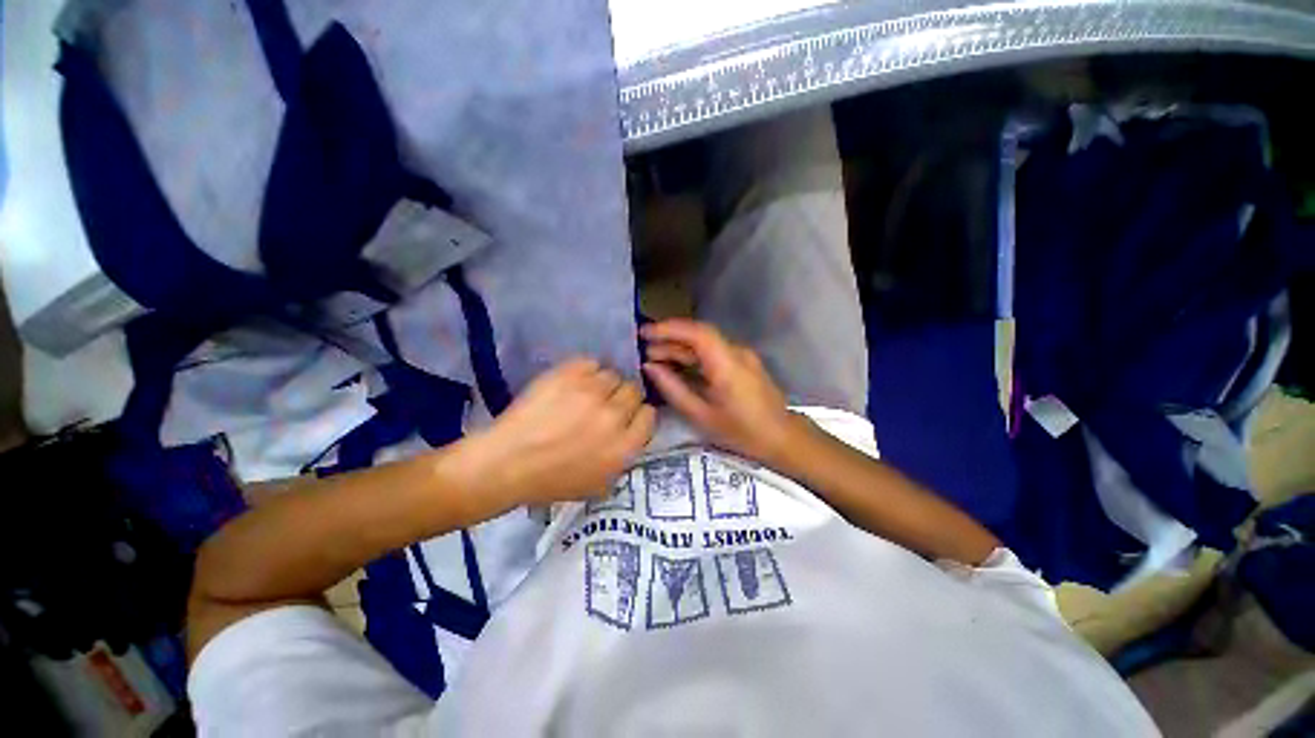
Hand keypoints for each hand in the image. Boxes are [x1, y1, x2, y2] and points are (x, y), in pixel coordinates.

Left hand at [460, 358, 655, 509]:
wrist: (506, 464)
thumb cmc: (552, 481)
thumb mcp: (599, 485)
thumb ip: (624, 457)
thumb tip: (632, 432)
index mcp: (624, 447)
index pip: (648, 415)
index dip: (637, 415)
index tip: (624, 417)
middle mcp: (614, 417)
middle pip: (633, 391)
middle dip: (622, 398)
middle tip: (603, 405)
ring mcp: (591, 393)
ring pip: (613, 375)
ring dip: (602, 385)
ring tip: (584, 394)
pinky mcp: (568, 375)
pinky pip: (591, 363)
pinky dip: (585, 371)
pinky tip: (572, 383)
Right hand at [641, 319, 799, 462]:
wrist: (782, 438)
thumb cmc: (741, 432)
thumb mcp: (701, 415)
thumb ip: (673, 389)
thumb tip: (649, 367)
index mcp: (727, 364)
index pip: (697, 333)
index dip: (669, 329)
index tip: (644, 333)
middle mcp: (736, 353)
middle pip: (699, 336)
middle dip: (669, 339)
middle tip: (643, 350)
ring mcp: (741, 356)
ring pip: (705, 344)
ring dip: (679, 348)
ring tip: (654, 358)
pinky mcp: (742, 363)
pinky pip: (712, 353)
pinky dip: (692, 356)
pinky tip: (676, 365)